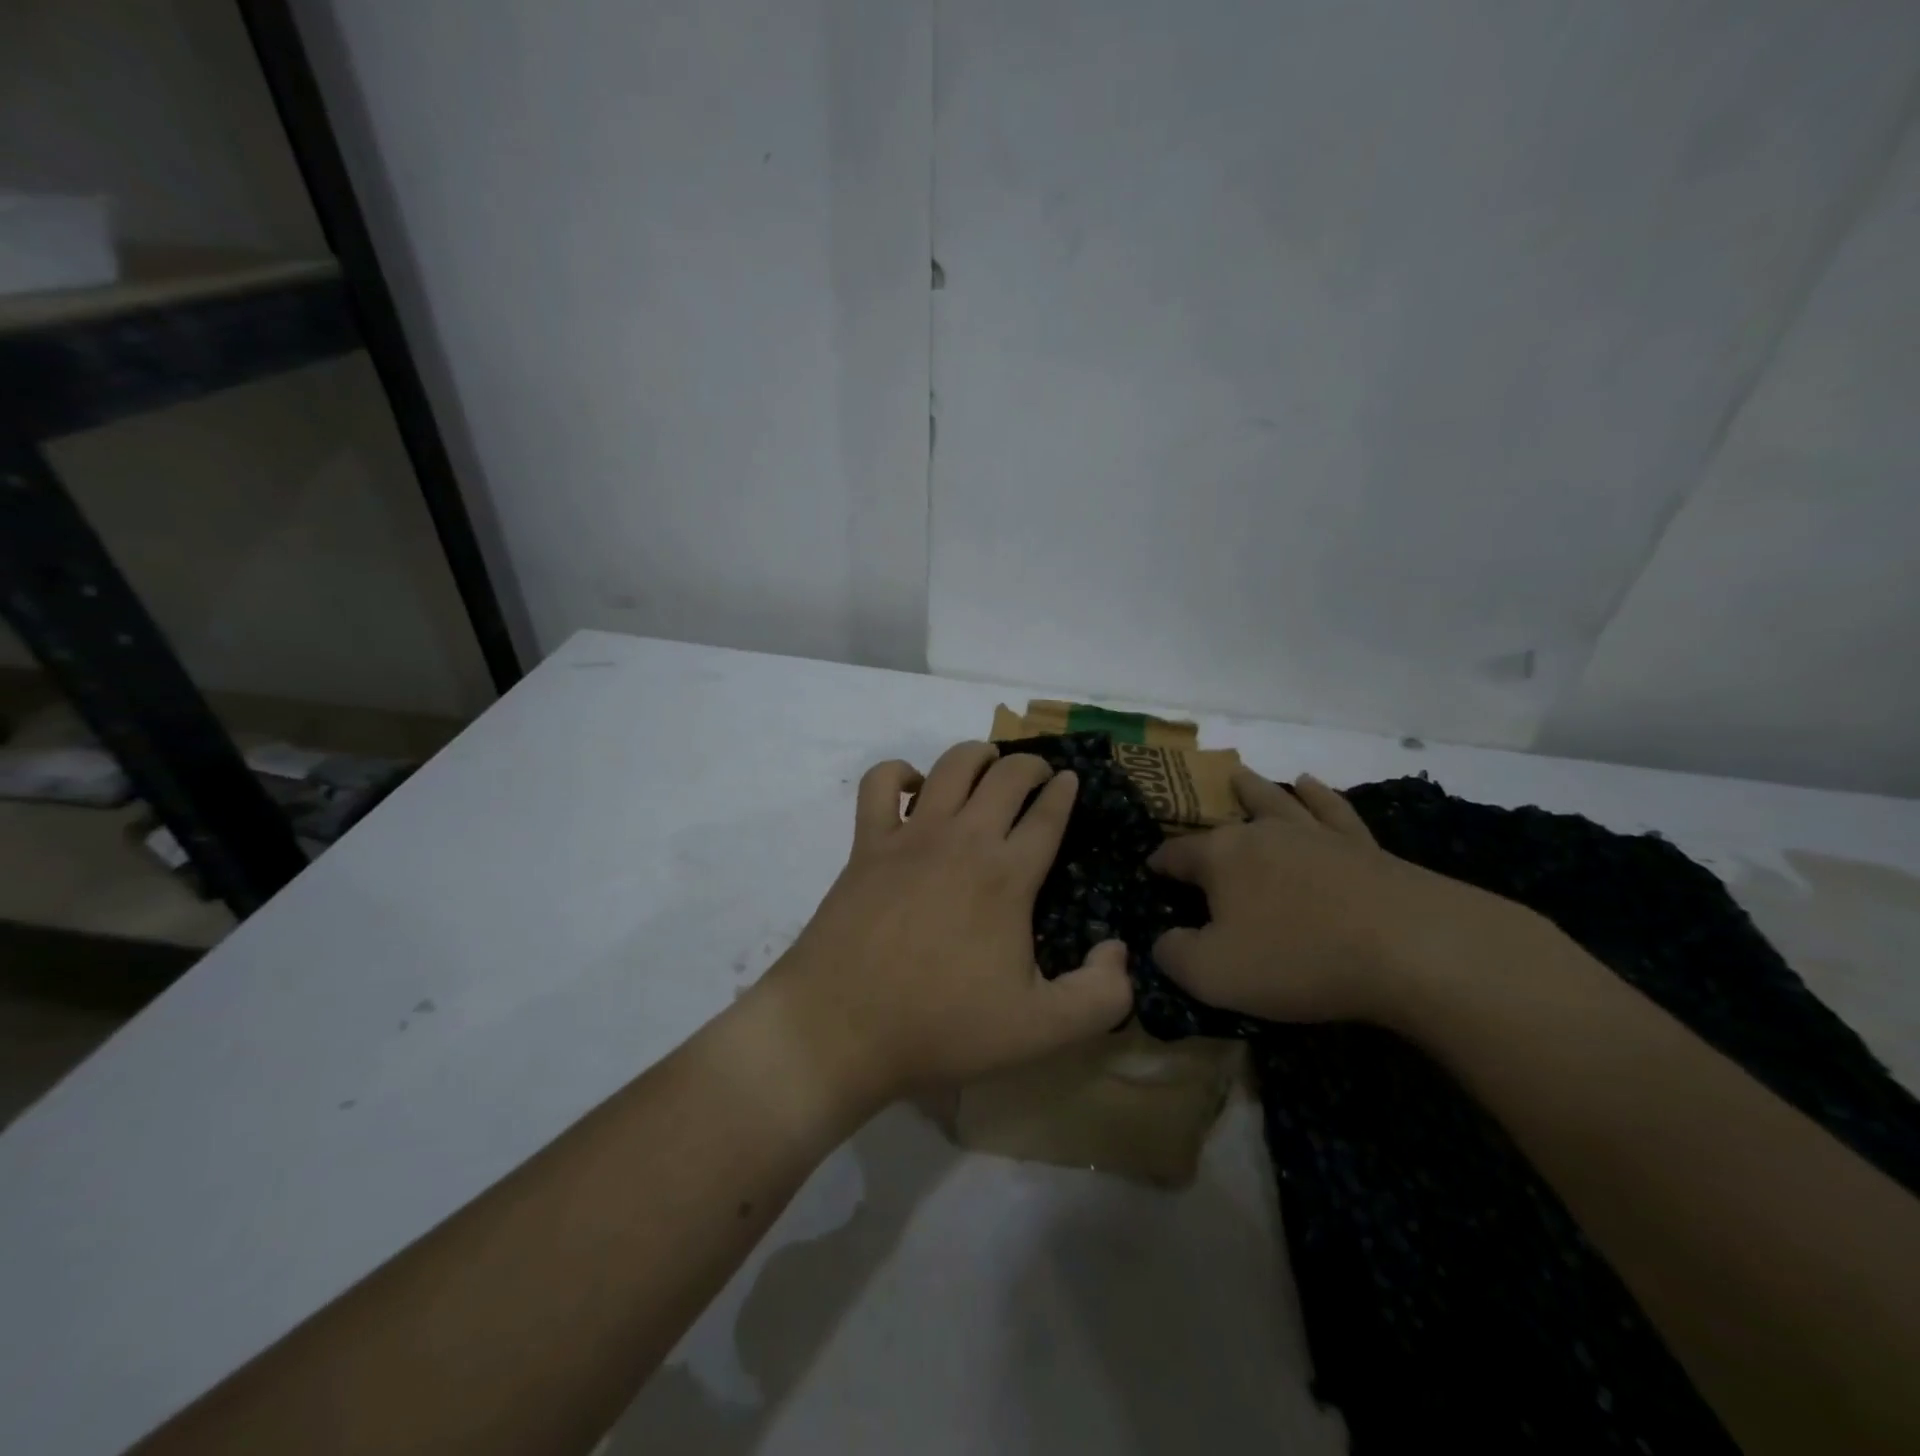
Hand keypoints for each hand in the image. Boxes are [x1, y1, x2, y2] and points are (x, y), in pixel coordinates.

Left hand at [768, 742, 1132, 1110]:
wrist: (842, 1028)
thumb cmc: (942, 1027)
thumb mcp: (1041, 1031)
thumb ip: (1100, 994)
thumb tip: (1119, 948)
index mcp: (1008, 876)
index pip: (1047, 814)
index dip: (1064, 791)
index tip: (1071, 781)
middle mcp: (963, 840)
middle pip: (1006, 775)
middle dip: (1030, 765)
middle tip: (1039, 775)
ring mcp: (910, 836)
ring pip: (952, 766)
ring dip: (977, 755)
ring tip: (987, 764)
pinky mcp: (866, 844)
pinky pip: (880, 784)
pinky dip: (899, 773)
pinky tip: (912, 789)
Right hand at [1149, 769, 1536, 1025]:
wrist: (1410, 949)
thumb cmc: (1297, 959)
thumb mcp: (1213, 974)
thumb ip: (1174, 955)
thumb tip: (1163, 940)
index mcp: (1221, 857)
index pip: (1176, 854)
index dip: (1159, 863)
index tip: (1149, 871)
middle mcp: (1263, 833)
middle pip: (1225, 819)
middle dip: (1204, 817)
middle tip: (1192, 812)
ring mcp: (1315, 834)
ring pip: (1276, 801)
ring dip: (1254, 788)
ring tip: (1241, 774)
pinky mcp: (1362, 846)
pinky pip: (1332, 810)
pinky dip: (1318, 796)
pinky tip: (1310, 784)